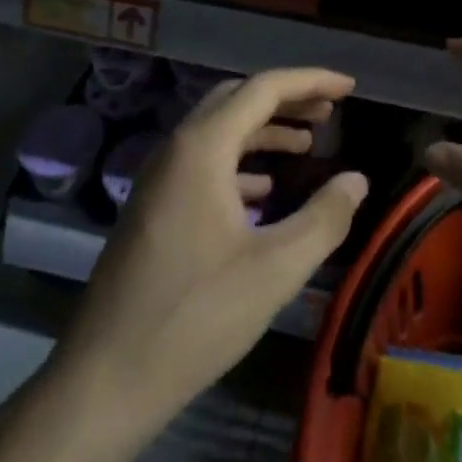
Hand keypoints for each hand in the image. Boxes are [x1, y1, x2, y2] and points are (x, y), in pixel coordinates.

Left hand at [53, 67, 367, 423]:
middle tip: (329, 112)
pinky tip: (263, 193)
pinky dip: (240, 163)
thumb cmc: (195, 317)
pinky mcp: (152, 209)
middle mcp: (176, 150)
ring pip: (218, 132)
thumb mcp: (276, 269)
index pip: (263, 89)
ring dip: (264, 130)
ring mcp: (158, 180)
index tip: (349, 87)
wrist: (105, 380)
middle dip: (287, 99)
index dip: (311, 81)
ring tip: (307, 146)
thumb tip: (357, 179)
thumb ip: (325, 217)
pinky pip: (202, 164)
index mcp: (202, 149)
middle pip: (237, 100)